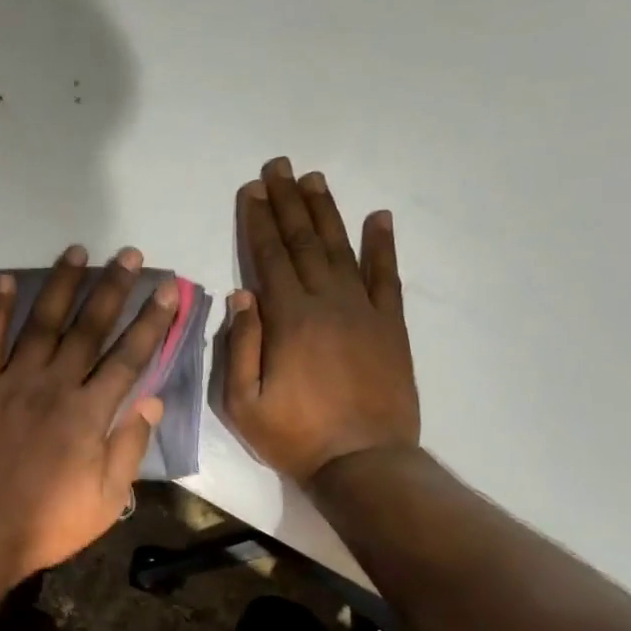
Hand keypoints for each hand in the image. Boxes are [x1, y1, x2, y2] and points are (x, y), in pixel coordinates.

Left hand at [0, 245, 177, 596]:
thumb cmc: (45, 523)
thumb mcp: (106, 500)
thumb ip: (129, 446)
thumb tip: (153, 400)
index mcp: (89, 413)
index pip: (128, 357)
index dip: (151, 322)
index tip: (167, 290)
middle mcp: (54, 385)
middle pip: (89, 328)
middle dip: (112, 288)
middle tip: (128, 254)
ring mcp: (12, 382)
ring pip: (42, 323)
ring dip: (61, 285)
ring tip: (77, 251)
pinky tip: (6, 280)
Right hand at [224, 159, 418, 482]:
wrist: (365, 463)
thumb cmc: (295, 436)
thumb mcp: (243, 403)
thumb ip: (239, 346)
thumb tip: (241, 295)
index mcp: (288, 319)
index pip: (268, 258)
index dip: (258, 221)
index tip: (252, 189)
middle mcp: (327, 303)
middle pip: (303, 242)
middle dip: (288, 202)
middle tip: (280, 167)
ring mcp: (364, 311)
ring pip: (341, 250)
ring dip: (326, 212)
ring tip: (314, 179)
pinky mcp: (391, 327)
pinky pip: (387, 277)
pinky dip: (382, 246)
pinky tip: (378, 218)